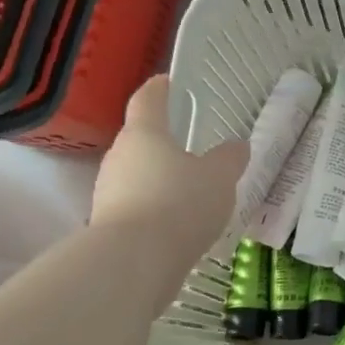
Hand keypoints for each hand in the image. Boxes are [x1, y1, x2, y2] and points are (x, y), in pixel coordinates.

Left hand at [91, 76, 247, 242]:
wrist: (132, 263)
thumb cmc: (178, 204)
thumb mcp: (219, 178)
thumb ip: (230, 159)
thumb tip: (236, 145)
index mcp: (144, 134)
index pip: (148, 100)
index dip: (159, 88)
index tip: (169, 81)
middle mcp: (119, 157)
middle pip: (141, 140)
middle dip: (164, 142)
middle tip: (192, 146)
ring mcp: (108, 192)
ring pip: (138, 175)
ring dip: (160, 179)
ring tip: (191, 191)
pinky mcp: (109, 225)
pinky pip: (137, 206)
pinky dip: (156, 208)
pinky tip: (178, 223)